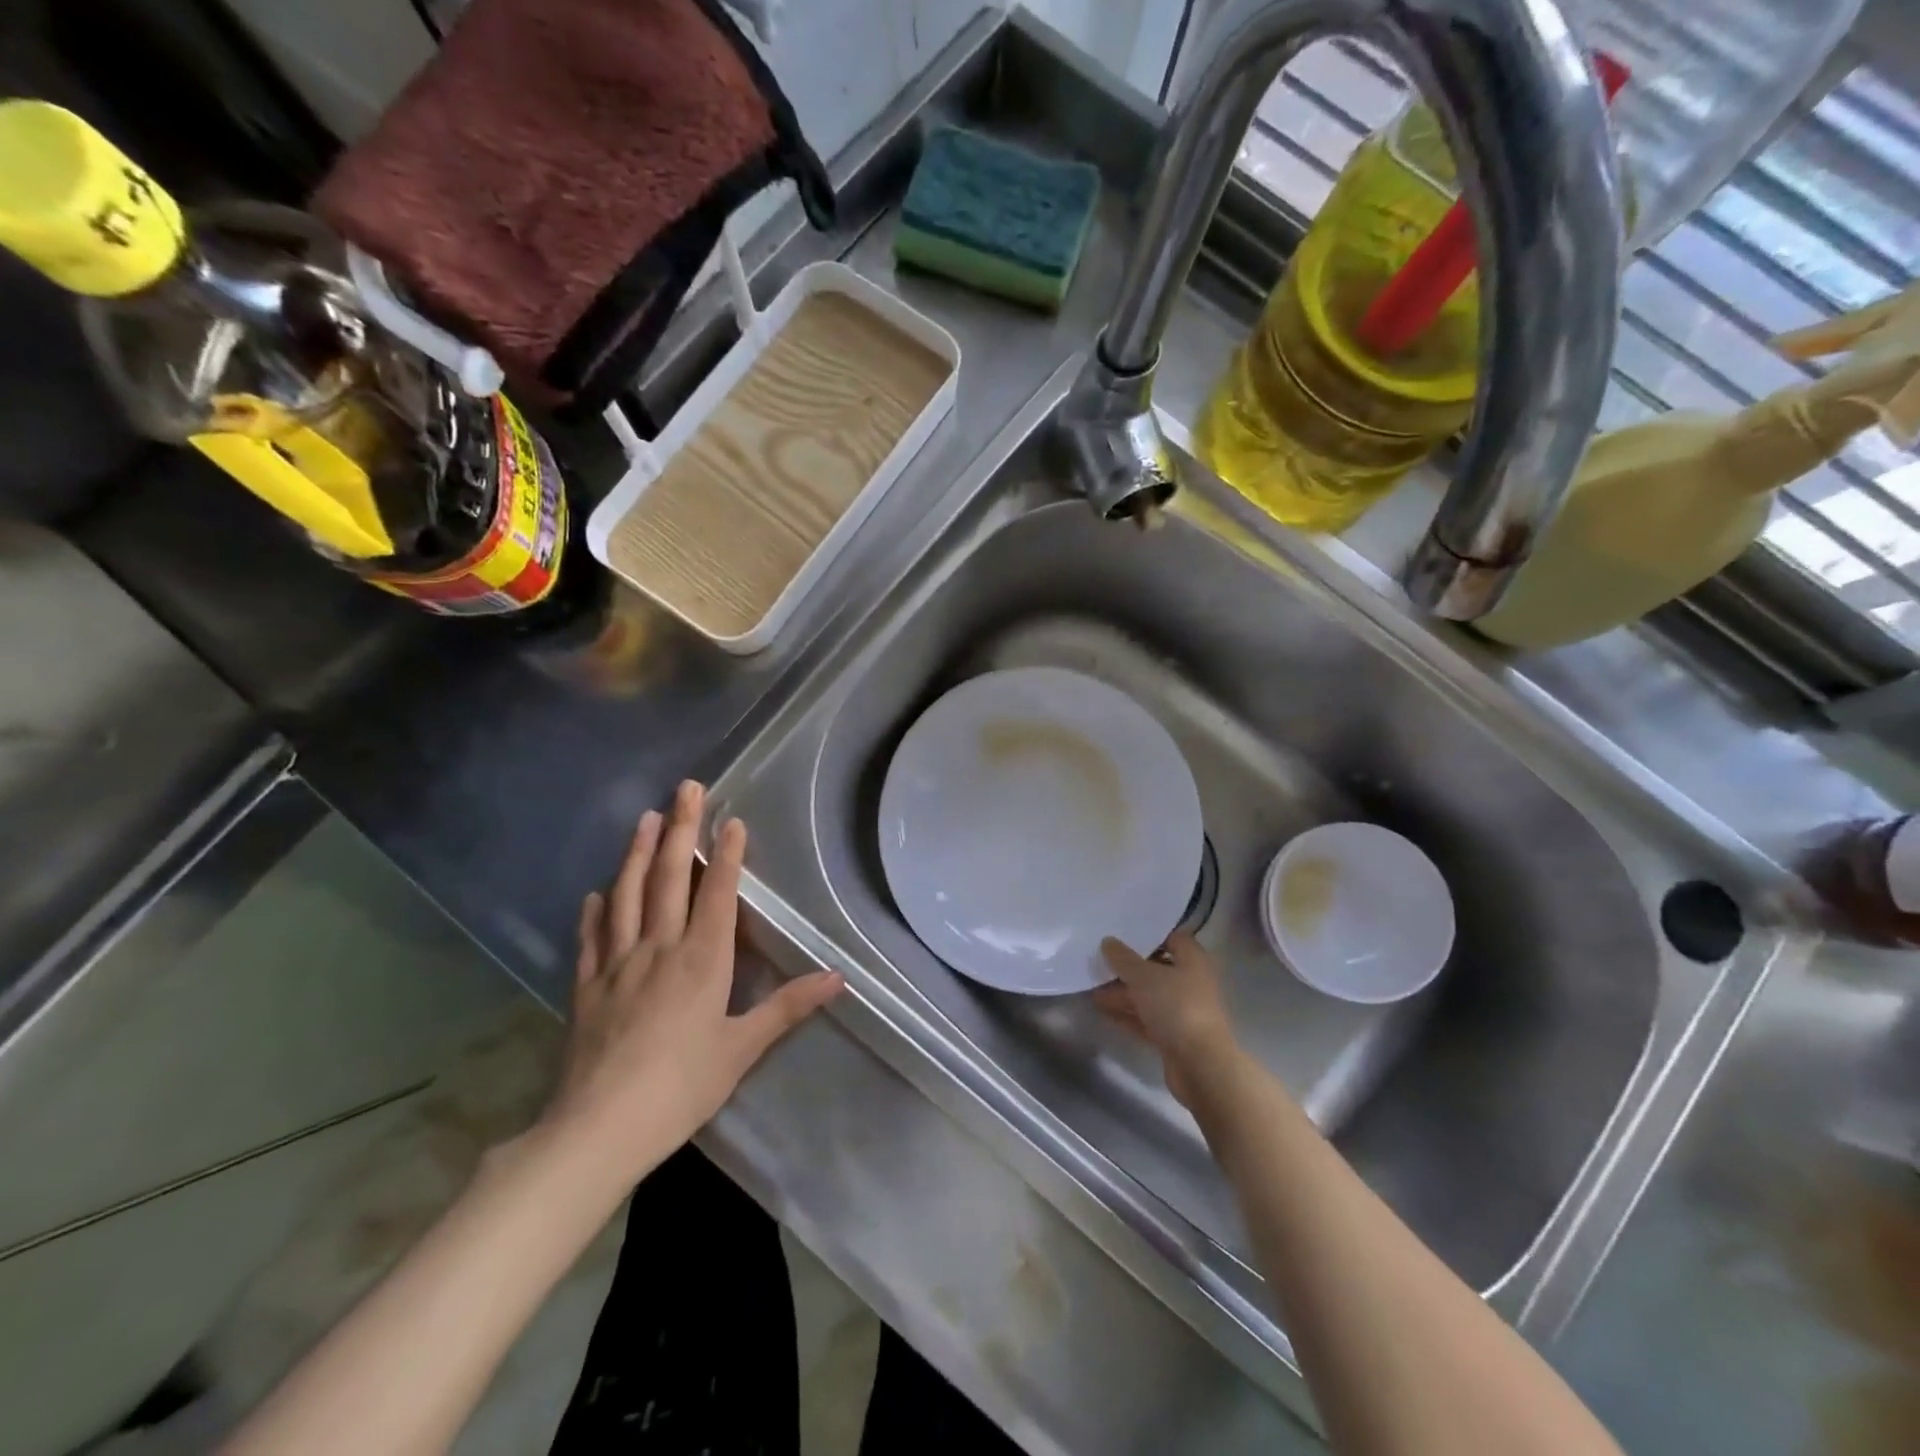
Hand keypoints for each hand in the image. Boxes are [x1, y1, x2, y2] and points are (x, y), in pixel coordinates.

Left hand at [539, 781, 842, 1182]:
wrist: (599, 1128)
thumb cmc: (681, 1087)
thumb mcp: (742, 1049)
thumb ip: (788, 1007)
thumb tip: (838, 977)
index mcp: (702, 959)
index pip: (717, 893)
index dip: (726, 854)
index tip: (730, 819)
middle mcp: (659, 948)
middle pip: (669, 877)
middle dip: (679, 829)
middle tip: (684, 788)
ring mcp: (617, 963)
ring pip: (627, 894)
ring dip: (636, 853)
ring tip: (643, 818)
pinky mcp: (587, 986)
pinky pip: (592, 936)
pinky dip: (596, 909)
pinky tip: (597, 892)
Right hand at [1093, 932, 1240, 1107]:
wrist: (1200, 1064)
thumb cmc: (1176, 1007)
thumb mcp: (1144, 976)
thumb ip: (1123, 958)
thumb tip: (1108, 942)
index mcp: (1193, 961)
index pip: (1172, 939)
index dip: (1148, 936)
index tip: (1121, 935)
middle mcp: (1191, 982)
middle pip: (1157, 969)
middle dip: (1128, 968)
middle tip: (1100, 963)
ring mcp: (1183, 1011)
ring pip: (1150, 996)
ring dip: (1123, 992)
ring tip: (1092, 988)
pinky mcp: (1174, 1036)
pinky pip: (1147, 1019)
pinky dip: (1127, 1014)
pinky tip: (1102, 1009)